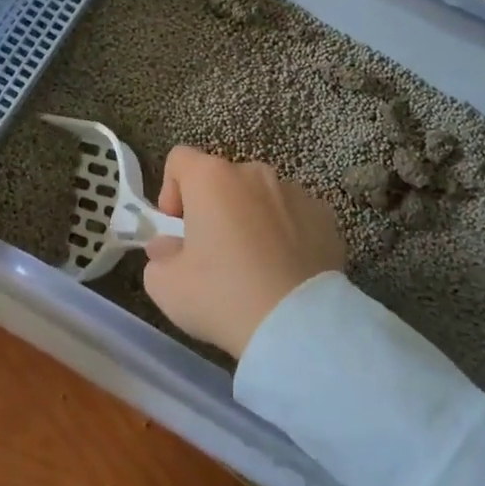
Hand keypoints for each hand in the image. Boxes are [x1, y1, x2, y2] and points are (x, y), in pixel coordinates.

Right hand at [143, 147, 345, 360]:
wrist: (297, 326)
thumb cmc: (222, 296)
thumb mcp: (166, 286)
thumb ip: (159, 256)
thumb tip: (168, 247)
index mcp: (212, 178)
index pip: (180, 159)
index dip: (171, 191)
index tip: (177, 229)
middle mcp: (254, 173)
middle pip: (222, 179)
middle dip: (213, 208)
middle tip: (212, 253)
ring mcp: (295, 192)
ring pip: (260, 197)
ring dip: (250, 219)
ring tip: (254, 265)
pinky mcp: (325, 217)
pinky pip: (294, 217)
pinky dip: (285, 234)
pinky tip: (284, 271)